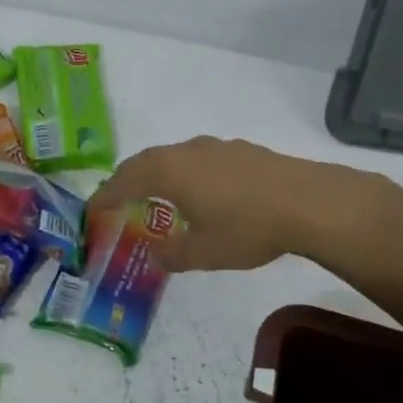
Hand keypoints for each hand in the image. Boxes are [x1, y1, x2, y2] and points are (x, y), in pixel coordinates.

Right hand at [89, 136, 351, 272]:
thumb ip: (173, 255)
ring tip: (155, 193)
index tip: (92, 210)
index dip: (105, 197)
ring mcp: (216, 147)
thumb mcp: (204, 252)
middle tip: (116, 199)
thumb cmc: (248, 228)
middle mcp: (186, 152)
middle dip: (126, 180)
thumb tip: (156, 255)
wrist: (310, 202)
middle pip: (145, 161)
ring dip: (156, 173)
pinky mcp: (241, 150)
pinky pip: (197, 158)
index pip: (124, 181)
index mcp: (169, 173)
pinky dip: (184, 172)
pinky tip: (200, 190)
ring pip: (173, 156)